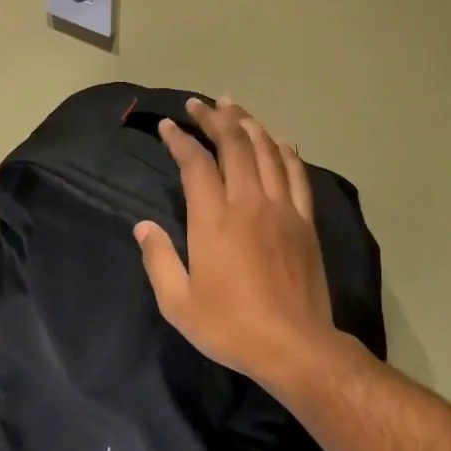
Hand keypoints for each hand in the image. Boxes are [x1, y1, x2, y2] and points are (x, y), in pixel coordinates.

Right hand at [133, 97, 340, 394]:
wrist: (295, 346)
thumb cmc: (231, 326)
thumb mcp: (178, 303)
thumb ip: (159, 259)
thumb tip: (144, 226)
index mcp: (214, 220)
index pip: (196, 163)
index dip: (180, 139)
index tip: (168, 125)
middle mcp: (250, 203)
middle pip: (234, 145)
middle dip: (214, 119)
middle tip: (199, 104)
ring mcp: (283, 209)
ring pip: (267, 151)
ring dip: (248, 124)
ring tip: (233, 107)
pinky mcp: (306, 222)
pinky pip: (298, 174)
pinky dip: (286, 151)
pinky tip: (279, 140)